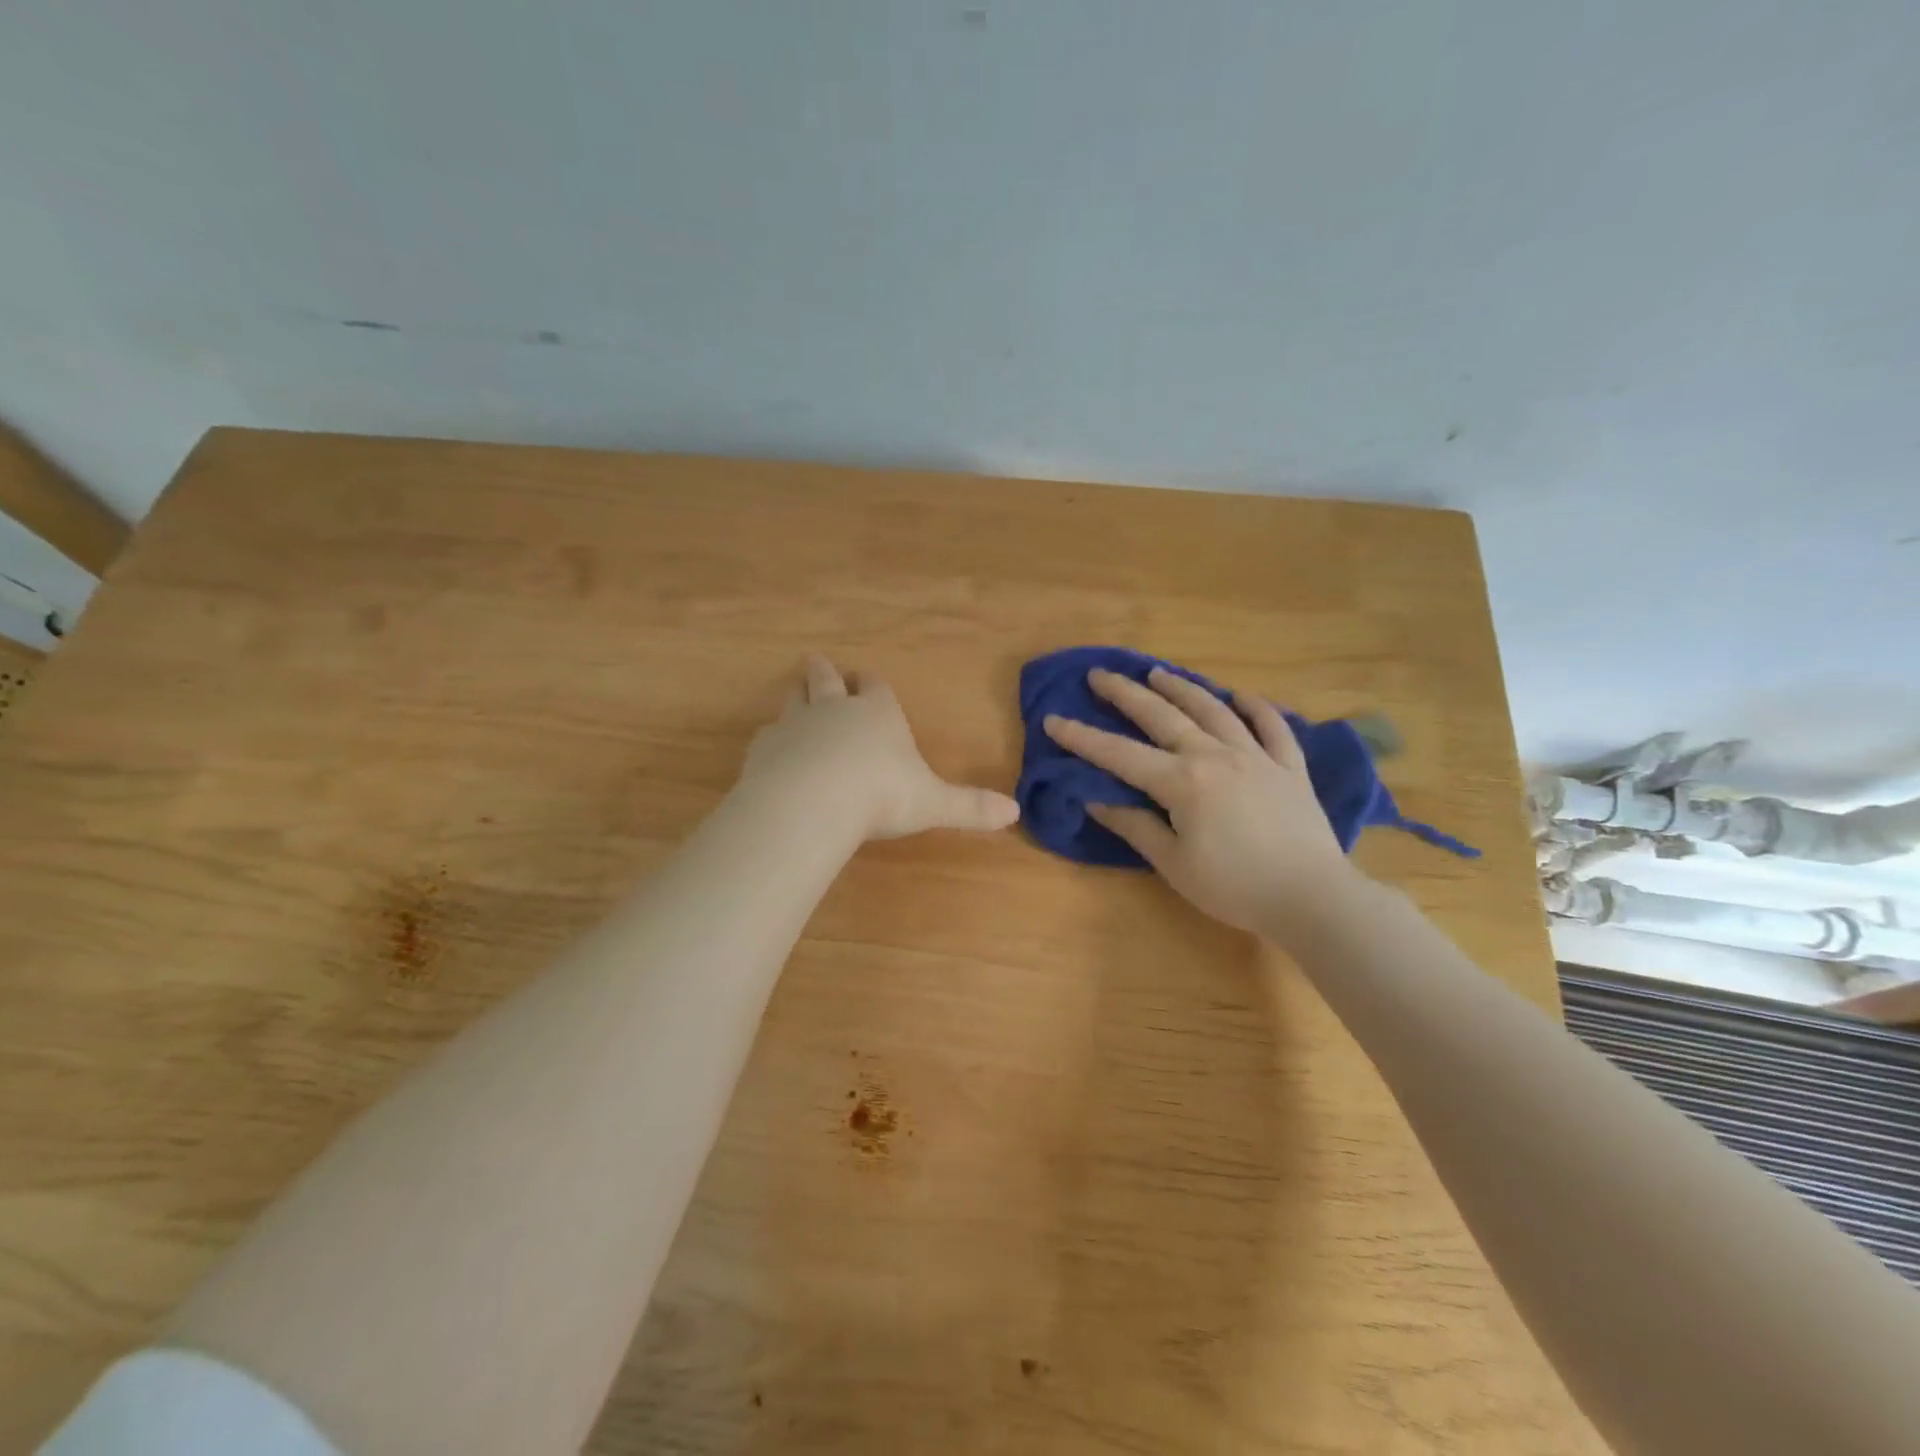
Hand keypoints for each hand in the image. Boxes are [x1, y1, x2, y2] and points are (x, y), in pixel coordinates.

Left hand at [740, 655, 1020, 841]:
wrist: (813, 802)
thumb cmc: (881, 795)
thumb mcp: (933, 803)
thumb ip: (970, 807)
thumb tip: (1015, 813)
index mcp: (878, 714)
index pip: (876, 687)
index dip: (872, 684)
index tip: (867, 678)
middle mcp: (835, 709)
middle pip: (828, 681)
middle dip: (826, 673)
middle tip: (817, 662)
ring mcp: (796, 725)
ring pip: (794, 700)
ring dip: (797, 695)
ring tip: (795, 691)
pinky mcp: (766, 748)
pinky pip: (768, 735)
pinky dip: (772, 738)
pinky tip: (771, 745)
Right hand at [1043, 666, 1357, 936]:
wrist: (1312, 898)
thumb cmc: (1234, 887)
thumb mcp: (1173, 864)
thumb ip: (1135, 826)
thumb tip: (1096, 799)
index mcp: (1181, 781)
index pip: (1120, 754)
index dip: (1083, 737)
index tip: (1053, 719)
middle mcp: (1215, 756)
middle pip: (1163, 716)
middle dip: (1126, 694)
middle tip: (1101, 674)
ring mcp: (1256, 756)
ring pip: (1213, 710)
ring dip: (1182, 688)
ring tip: (1159, 673)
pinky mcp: (1289, 767)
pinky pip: (1272, 727)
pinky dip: (1256, 707)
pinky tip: (1241, 695)